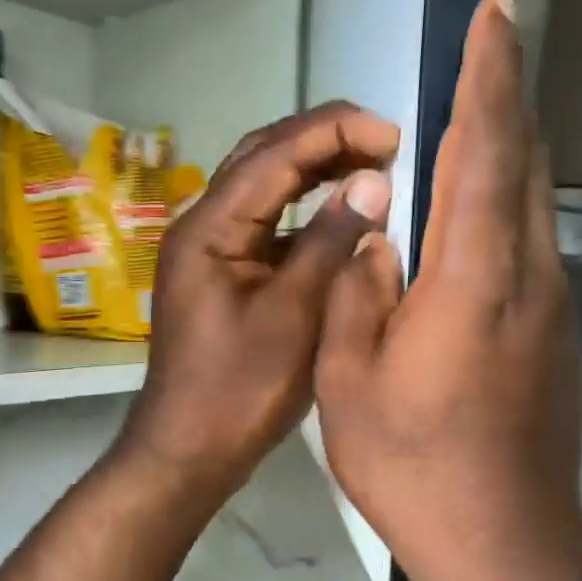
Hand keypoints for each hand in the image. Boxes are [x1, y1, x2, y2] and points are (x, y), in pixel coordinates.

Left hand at [116, 102, 398, 498]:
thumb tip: (372, 180)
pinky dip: (306, 218)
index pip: (273, 153)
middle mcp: (204, 227)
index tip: (390, 131)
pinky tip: (343, 221)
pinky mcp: (226, 278)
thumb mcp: (294, 314)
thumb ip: (330, 242)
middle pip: (263, 160)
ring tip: (373, 170)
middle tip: (385, 143)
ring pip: (265, 193)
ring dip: (315, 175)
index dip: (333, 132)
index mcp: (210, 228)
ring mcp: (212, 253)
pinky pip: (269, 231)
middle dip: (323, 142)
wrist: (190, 449)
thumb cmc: (240, 390)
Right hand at [314, 0, 581, 580]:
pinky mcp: (551, 337)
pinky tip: (480, 204)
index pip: (483, 149)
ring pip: (535, 200)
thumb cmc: (413, 465)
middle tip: (490, 40)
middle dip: (506, 91)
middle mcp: (525, 276)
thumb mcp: (351, 381)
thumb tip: (375, 237)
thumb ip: (359, 295)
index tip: (493, 12)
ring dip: (510, 143)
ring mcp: (547, 308)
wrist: (503, 544)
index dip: (487, 75)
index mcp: (471, 278)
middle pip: (524, 160)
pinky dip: (508, 198)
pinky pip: (531, 241)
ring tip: (481, 107)